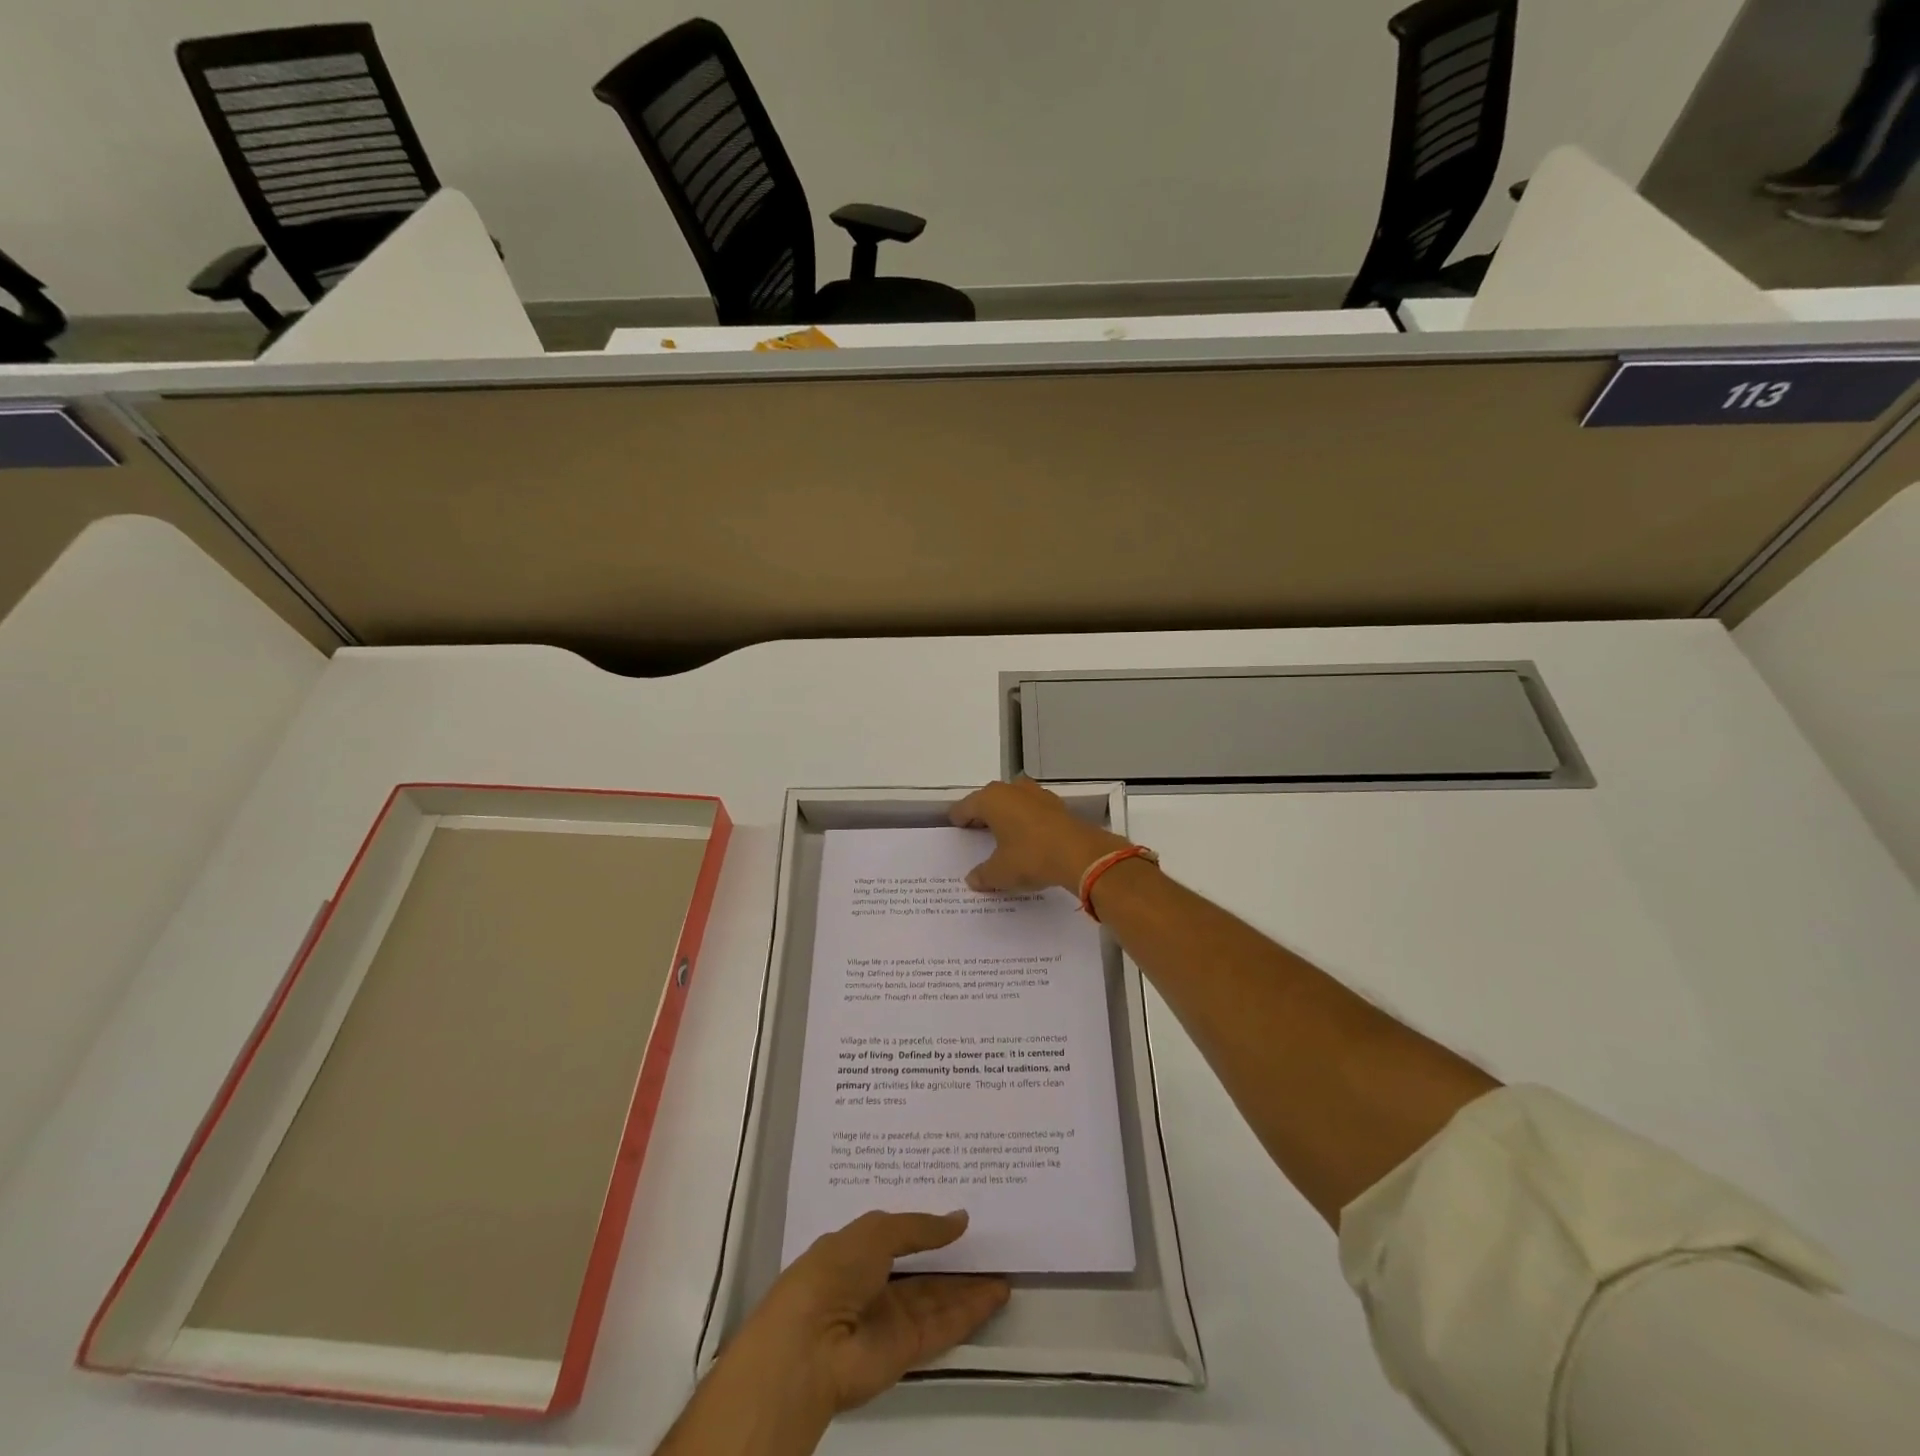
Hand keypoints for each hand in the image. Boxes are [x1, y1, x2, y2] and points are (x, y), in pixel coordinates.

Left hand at [665, 1211, 1007, 1455]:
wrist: (810, 1347)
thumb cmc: (834, 1272)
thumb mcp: (876, 1231)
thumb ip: (920, 1227)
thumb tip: (960, 1219)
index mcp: (857, 1250)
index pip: (897, 1234)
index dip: (926, 1223)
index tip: (957, 1208)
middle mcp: (874, 1283)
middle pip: (922, 1268)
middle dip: (953, 1256)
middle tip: (990, 1236)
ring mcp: (891, 1319)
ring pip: (938, 1297)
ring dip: (969, 1285)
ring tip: (1003, 1264)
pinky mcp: (907, 1350)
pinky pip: (944, 1325)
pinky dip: (970, 1311)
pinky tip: (997, 1293)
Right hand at [950, 778, 1129, 892]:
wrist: (1081, 855)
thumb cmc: (1031, 857)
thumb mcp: (1000, 872)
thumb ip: (983, 875)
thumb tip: (973, 880)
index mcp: (991, 799)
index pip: (965, 806)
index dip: (959, 819)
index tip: (956, 829)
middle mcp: (1012, 789)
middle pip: (989, 800)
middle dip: (983, 815)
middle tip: (976, 833)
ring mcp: (1037, 794)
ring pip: (1013, 802)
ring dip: (1007, 815)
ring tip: (1002, 835)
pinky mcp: (1057, 804)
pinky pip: (1032, 810)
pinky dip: (1026, 821)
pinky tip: (1028, 838)